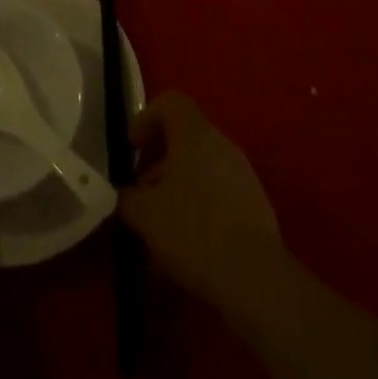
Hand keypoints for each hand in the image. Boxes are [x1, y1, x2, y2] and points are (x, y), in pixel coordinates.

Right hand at [118, 92, 282, 307]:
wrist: (255, 277)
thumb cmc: (194, 230)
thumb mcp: (146, 215)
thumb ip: (127, 198)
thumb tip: (122, 195)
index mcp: (194, 133)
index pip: (170, 101)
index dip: (146, 118)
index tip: (132, 148)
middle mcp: (221, 143)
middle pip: (184, 138)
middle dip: (158, 163)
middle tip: (141, 194)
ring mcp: (242, 173)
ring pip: (201, 168)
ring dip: (178, 188)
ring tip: (160, 227)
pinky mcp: (254, 205)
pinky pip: (218, 194)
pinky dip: (199, 207)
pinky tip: (188, 245)